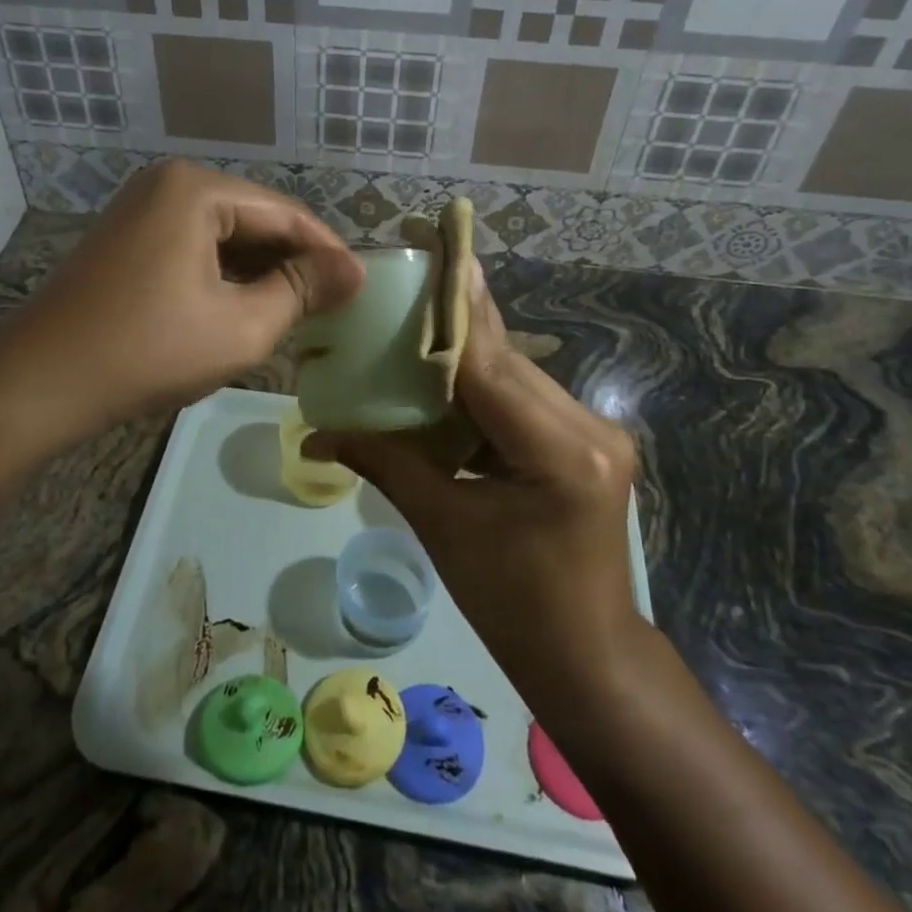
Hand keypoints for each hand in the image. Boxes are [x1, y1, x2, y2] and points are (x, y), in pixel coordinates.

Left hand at [0, 161, 362, 436]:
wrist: (38, 384)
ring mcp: (141, 209)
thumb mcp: (241, 326)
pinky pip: (193, 246)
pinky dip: (225, 274)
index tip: (361, 287)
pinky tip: (247, 304)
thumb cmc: (147, 351)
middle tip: (334, 302)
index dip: (328, 252)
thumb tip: (353, 271)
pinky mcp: (127, 238)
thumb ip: (302, 290)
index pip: (286, 213)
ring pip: (224, 235)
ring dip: (261, 270)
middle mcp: (168, 183)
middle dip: (294, 261)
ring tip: (300, 308)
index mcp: (197, 189)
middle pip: (254, 219)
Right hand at [306, 256, 643, 709]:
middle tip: (415, 276)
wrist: (587, 658)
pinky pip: (525, 400)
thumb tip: (316, 434)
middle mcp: (589, 428)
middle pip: (506, 362)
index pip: (489, 365)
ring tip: (420, 319)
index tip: (434, 252)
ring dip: (469, 354)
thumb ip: (387, 463)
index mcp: (560, 452)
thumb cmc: (512, 606)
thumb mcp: (445, 528)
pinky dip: (483, 387)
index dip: (454, 309)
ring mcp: (596, 433)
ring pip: (516, 376)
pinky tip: (447, 375)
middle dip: (457, 323)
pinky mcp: (588, 442)